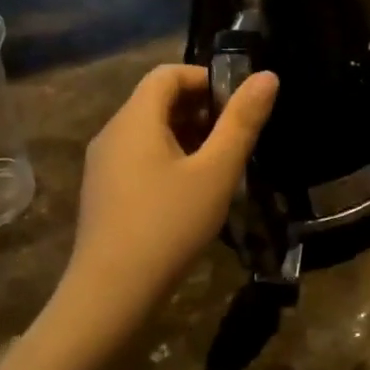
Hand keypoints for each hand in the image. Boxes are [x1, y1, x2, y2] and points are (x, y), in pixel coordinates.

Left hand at [61, 64, 277, 336]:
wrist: (110, 295)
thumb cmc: (169, 225)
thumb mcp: (216, 172)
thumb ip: (242, 122)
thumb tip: (267, 76)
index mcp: (135, 120)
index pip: (168, 74)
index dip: (205, 79)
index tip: (237, 106)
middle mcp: (112, 134)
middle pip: (157, 101)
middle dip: (200, 109)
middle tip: (234, 137)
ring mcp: (103, 166)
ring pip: (148, 131)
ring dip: (186, 136)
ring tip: (219, 165)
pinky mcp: (103, 193)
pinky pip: (138, 157)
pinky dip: (168, 158)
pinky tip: (191, 192)